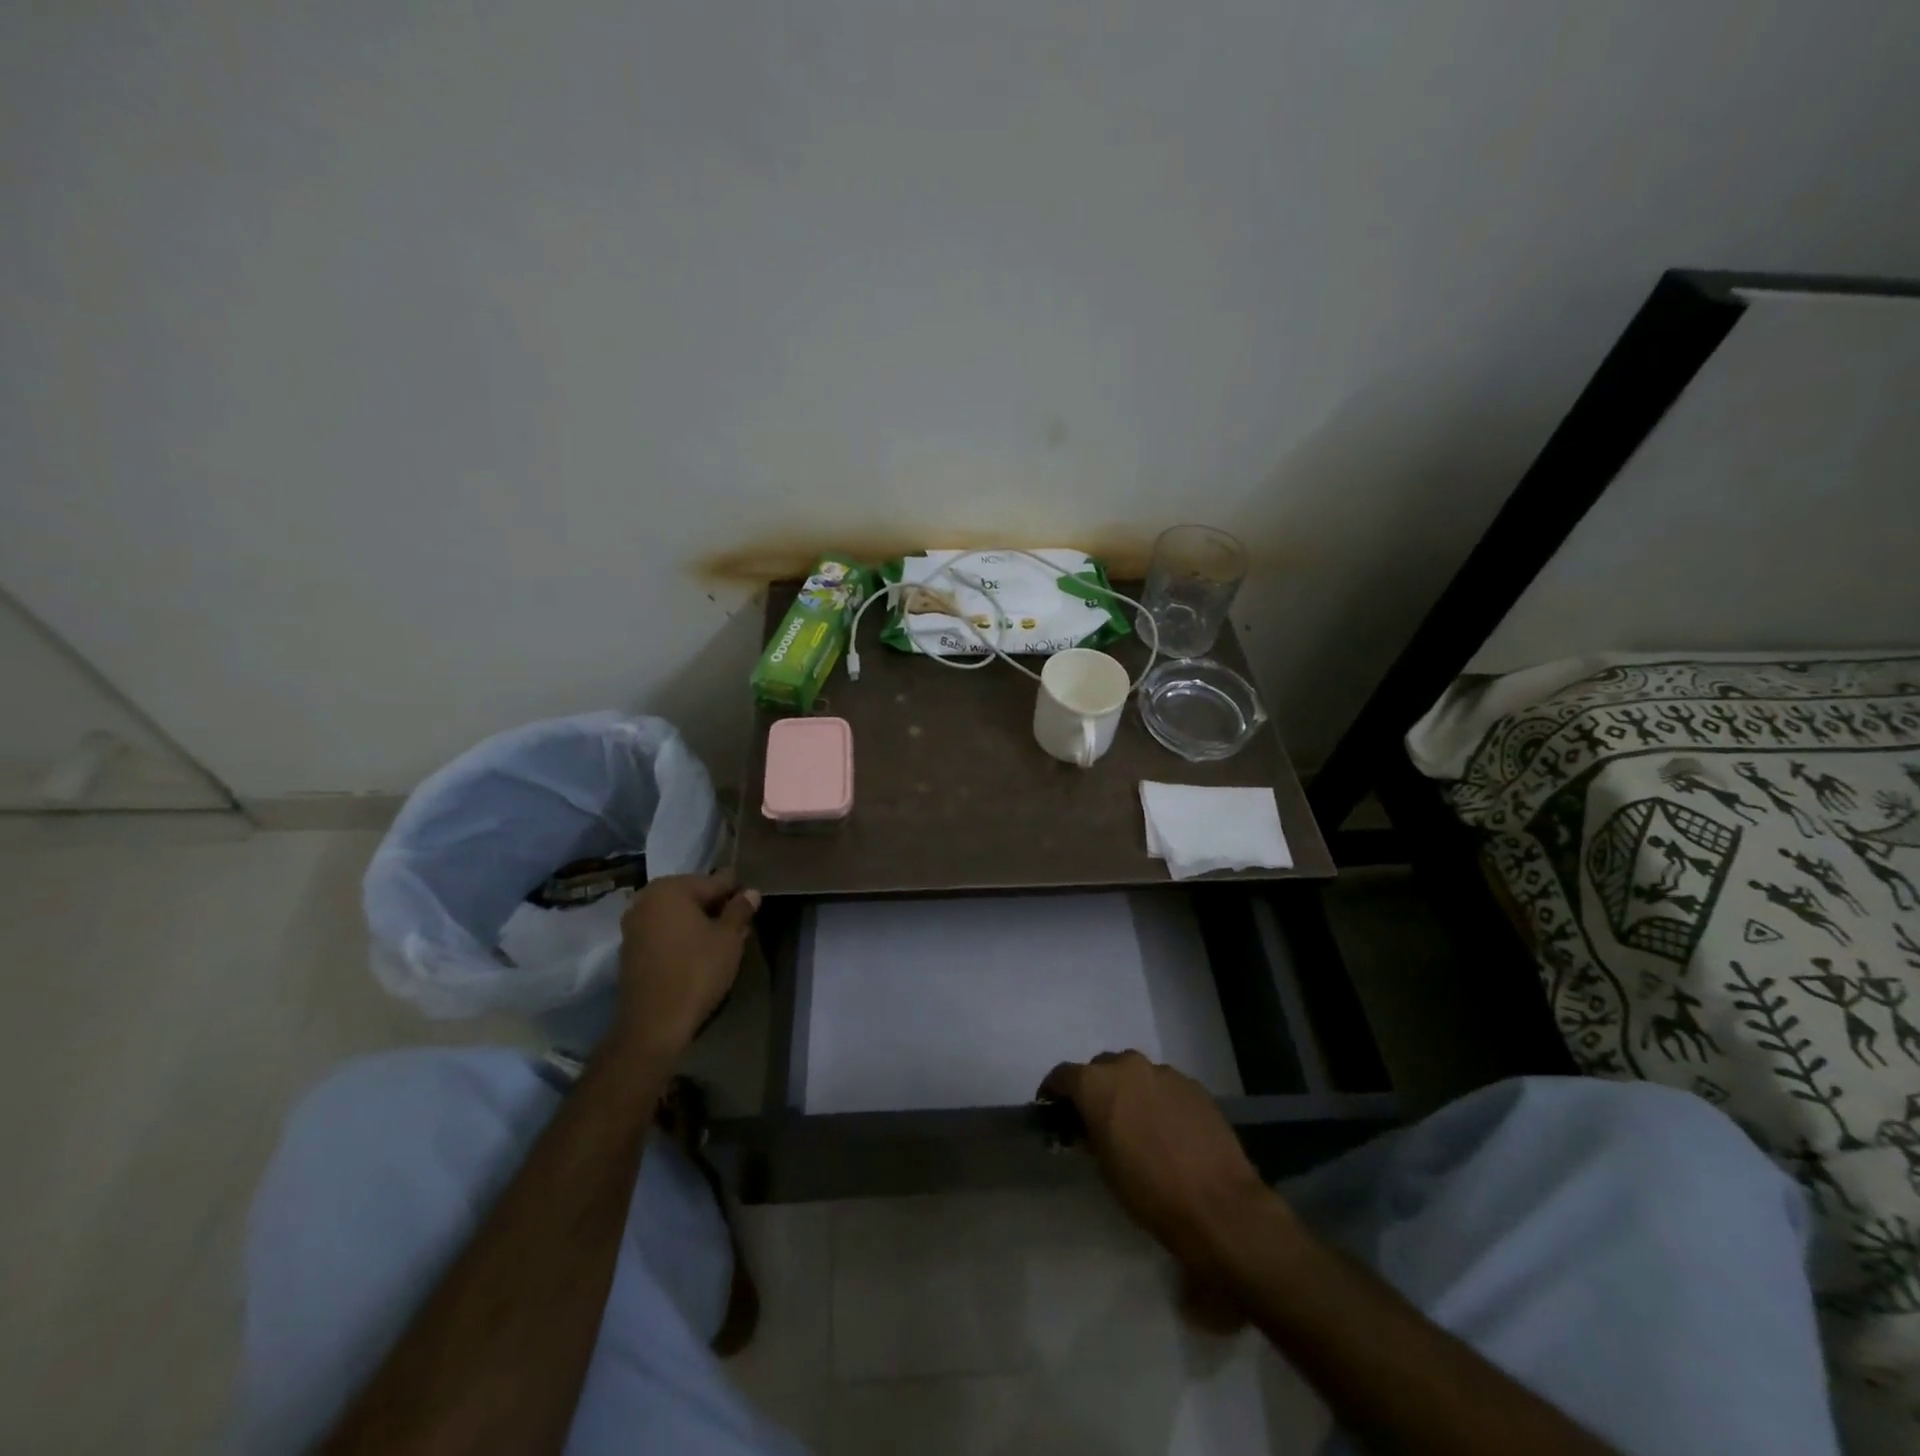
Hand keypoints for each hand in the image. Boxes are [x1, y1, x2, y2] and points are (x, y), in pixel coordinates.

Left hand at [616, 871, 759, 1057]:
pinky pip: (663, 931)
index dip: (737, 892)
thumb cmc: (696, 972)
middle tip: (741, 926)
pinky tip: (699, 953)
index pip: (715, 881)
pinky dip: (682, 936)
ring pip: (678, 914)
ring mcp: (634, 924)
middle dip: (717, 907)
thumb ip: (740, 910)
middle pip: (693, 895)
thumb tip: (750, 892)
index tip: (753, 904)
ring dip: (700, 922)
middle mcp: (646, 899)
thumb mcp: (728, 939)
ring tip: (723, 941)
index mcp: (670, 888)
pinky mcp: (629, 949)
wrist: (653, 1024)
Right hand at [1039, 1051, 1286, 1279]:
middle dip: (1096, 1089)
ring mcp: (1163, 1072)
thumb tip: (1088, 1126)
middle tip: (1097, 1119)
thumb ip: (1091, 1134)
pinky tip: (1167, 1129)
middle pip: (1101, 1069)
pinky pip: (1164, 1086)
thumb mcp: (1104, 1167)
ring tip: (1136, 1124)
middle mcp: (1127, 1066)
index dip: (1055, 1091)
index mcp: (1097, 1083)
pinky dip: (1157, 1099)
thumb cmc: (1148, 1191)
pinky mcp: (1192, 1084)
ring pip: (1135, 1075)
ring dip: (1129, 1092)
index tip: (1053, 1108)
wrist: (1217, 1204)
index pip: (1063, 1075)